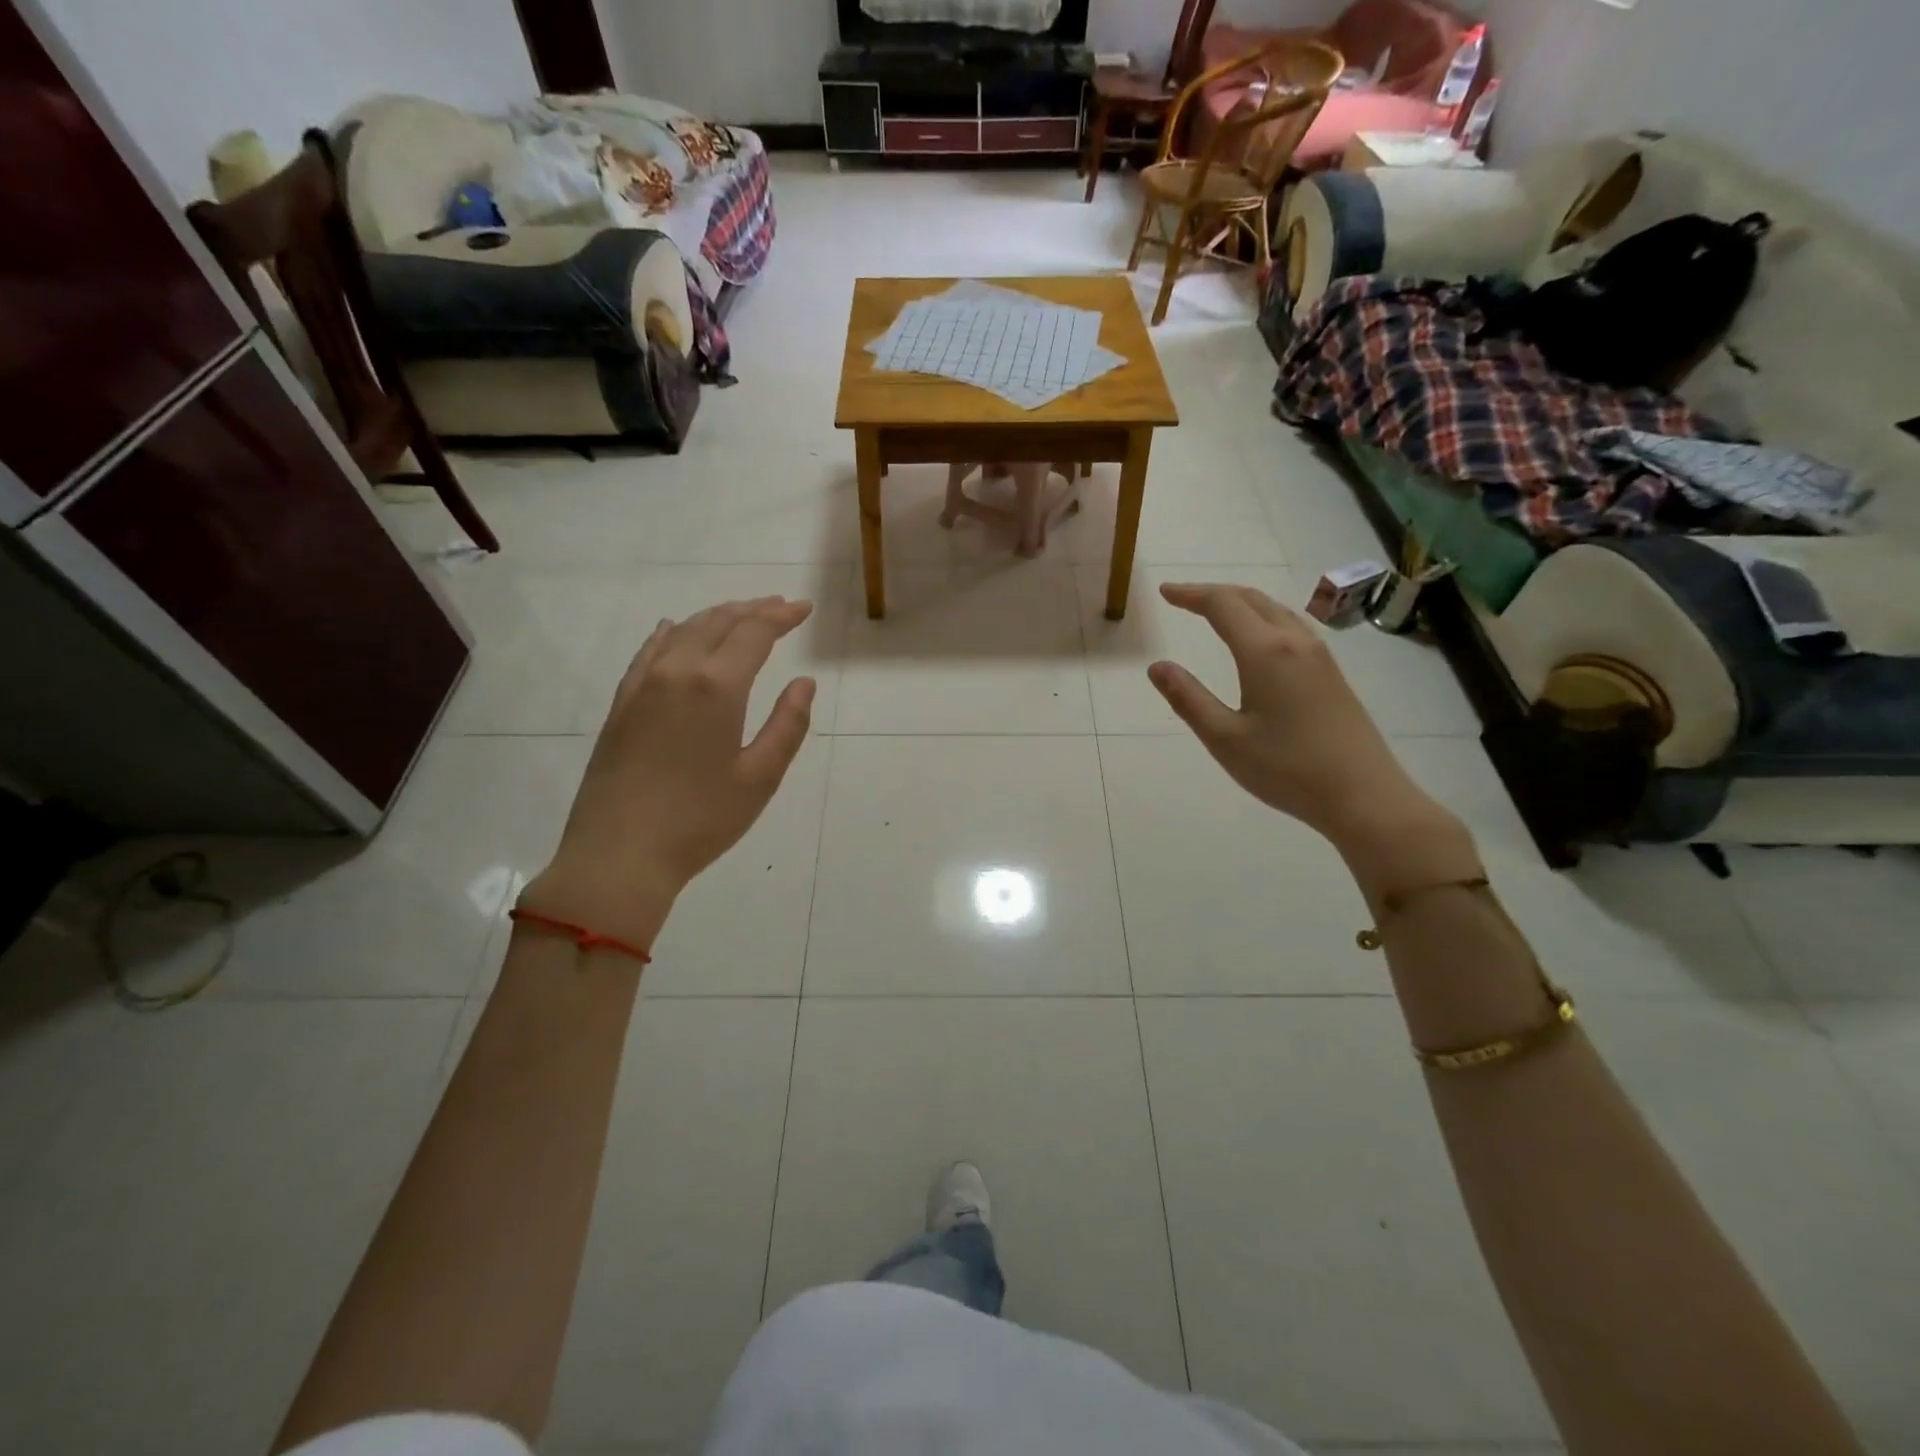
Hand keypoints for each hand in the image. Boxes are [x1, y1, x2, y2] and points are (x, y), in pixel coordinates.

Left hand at [521, 597, 815, 948]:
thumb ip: (788, 725)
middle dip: (752, 609)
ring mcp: (642, 685)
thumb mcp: (760, 778)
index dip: (781, 616)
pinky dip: (672, 633)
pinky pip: (649, 651)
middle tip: (779, 606)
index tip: (804, 609)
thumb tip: (803, 683)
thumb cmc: (700, 820)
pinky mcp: (620, 704)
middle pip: (718, 622)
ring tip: (740, 615)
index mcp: (716, 687)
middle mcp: (676, 672)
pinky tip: (675, 630)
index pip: (754, 633)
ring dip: (716, 617)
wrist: (619, 855)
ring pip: (683, 631)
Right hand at [1146, 583, 1452, 852]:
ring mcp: (1319, 656)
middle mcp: (1295, 642)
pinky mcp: (1332, 674)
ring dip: (1241, 603)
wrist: (1363, 795)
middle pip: (1251, 599)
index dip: (1190, 595)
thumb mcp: (1225, 738)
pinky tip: (1257, 639)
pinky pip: (1291, 627)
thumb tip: (1157, 667)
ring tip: (1214, 612)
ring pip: (1275, 611)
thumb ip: (1188, 699)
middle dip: (1213, 593)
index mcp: (1265, 652)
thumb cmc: (1287, 769)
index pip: (1222, 606)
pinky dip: (1262, 619)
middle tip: (1182, 598)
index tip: (1164, 592)